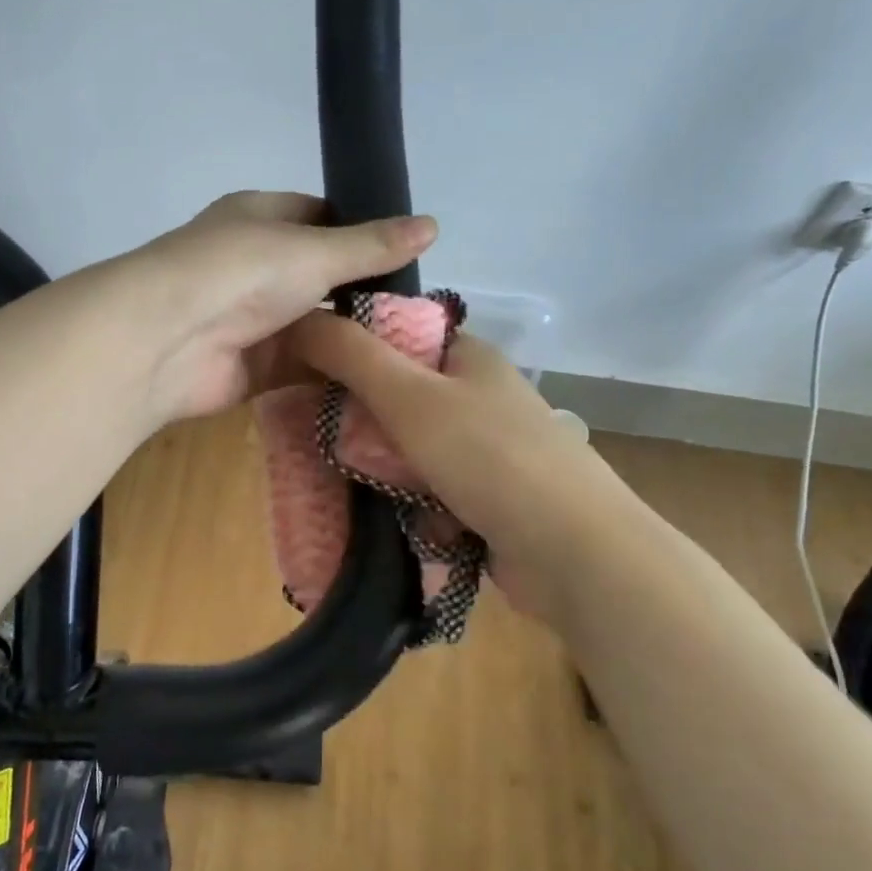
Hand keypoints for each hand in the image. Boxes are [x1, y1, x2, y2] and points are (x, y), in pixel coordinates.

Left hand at [122, 191, 436, 423]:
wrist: (166, 341)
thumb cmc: (240, 272)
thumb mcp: (314, 250)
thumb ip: (371, 246)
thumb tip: (432, 225)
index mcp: (260, 219)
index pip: (319, 216)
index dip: (361, 230)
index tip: (408, 253)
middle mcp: (255, 266)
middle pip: (320, 277)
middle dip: (363, 292)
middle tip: (422, 310)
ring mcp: (252, 319)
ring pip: (314, 325)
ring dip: (352, 337)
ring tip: (415, 348)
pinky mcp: (252, 368)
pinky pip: (303, 368)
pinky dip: (335, 373)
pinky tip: (380, 380)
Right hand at [287, 313, 601, 624]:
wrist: (573, 553)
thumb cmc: (489, 458)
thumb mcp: (410, 397)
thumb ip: (352, 356)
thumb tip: (298, 317)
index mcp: (468, 358)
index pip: (396, 337)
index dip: (349, 350)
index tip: (304, 376)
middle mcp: (478, 398)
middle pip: (398, 397)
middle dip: (359, 421)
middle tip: (315, 438)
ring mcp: (485, 452)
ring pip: (409, 449)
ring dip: (381, 468)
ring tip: (341, 483)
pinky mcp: (486, 500)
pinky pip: (428, 492)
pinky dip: (408, 504)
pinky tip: (387, 518)